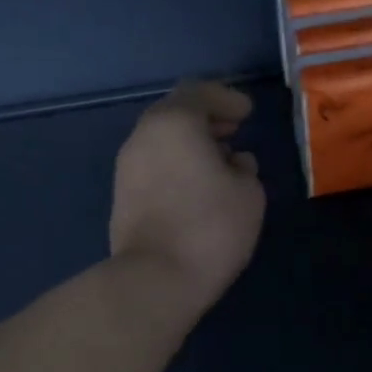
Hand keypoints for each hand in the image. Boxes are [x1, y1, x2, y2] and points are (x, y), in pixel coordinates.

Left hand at [110, 82, 266, 317]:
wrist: (156, 278)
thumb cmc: (210, 227)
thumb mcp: (249, 193)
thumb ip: (244, 168)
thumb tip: (233, 163)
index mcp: (174, 123)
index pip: (198, 93)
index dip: (225, 98)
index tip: (246, 114)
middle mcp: (143, 137)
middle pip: (175, 115)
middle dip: (206, 121)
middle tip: (233, 133)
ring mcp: (127, 168)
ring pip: (162, 143)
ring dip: (190, 146)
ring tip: (219, 165)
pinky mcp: (122, 197)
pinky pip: (154, 167)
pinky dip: (176, 167)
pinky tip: (197, 188)